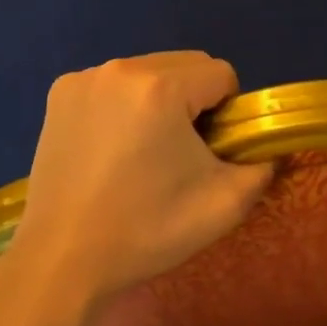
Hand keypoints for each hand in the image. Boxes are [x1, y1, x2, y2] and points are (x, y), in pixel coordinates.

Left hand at [0, 52, 273, 325]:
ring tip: (143, 150)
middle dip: (195, 98)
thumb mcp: (224, 205)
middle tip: (181, 151)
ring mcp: (85, 78)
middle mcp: (121, 68)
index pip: (221, 74)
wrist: (62, 261)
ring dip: (160, 97)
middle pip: (185, 64)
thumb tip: (265, 149)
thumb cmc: (145, 230)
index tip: (210, 150)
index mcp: (161, 88)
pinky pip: (114, 82)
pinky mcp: (61, 93)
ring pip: (150, 70)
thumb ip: (261, 166)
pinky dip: (125, 103)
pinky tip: (111, 145)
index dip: (228, 111)